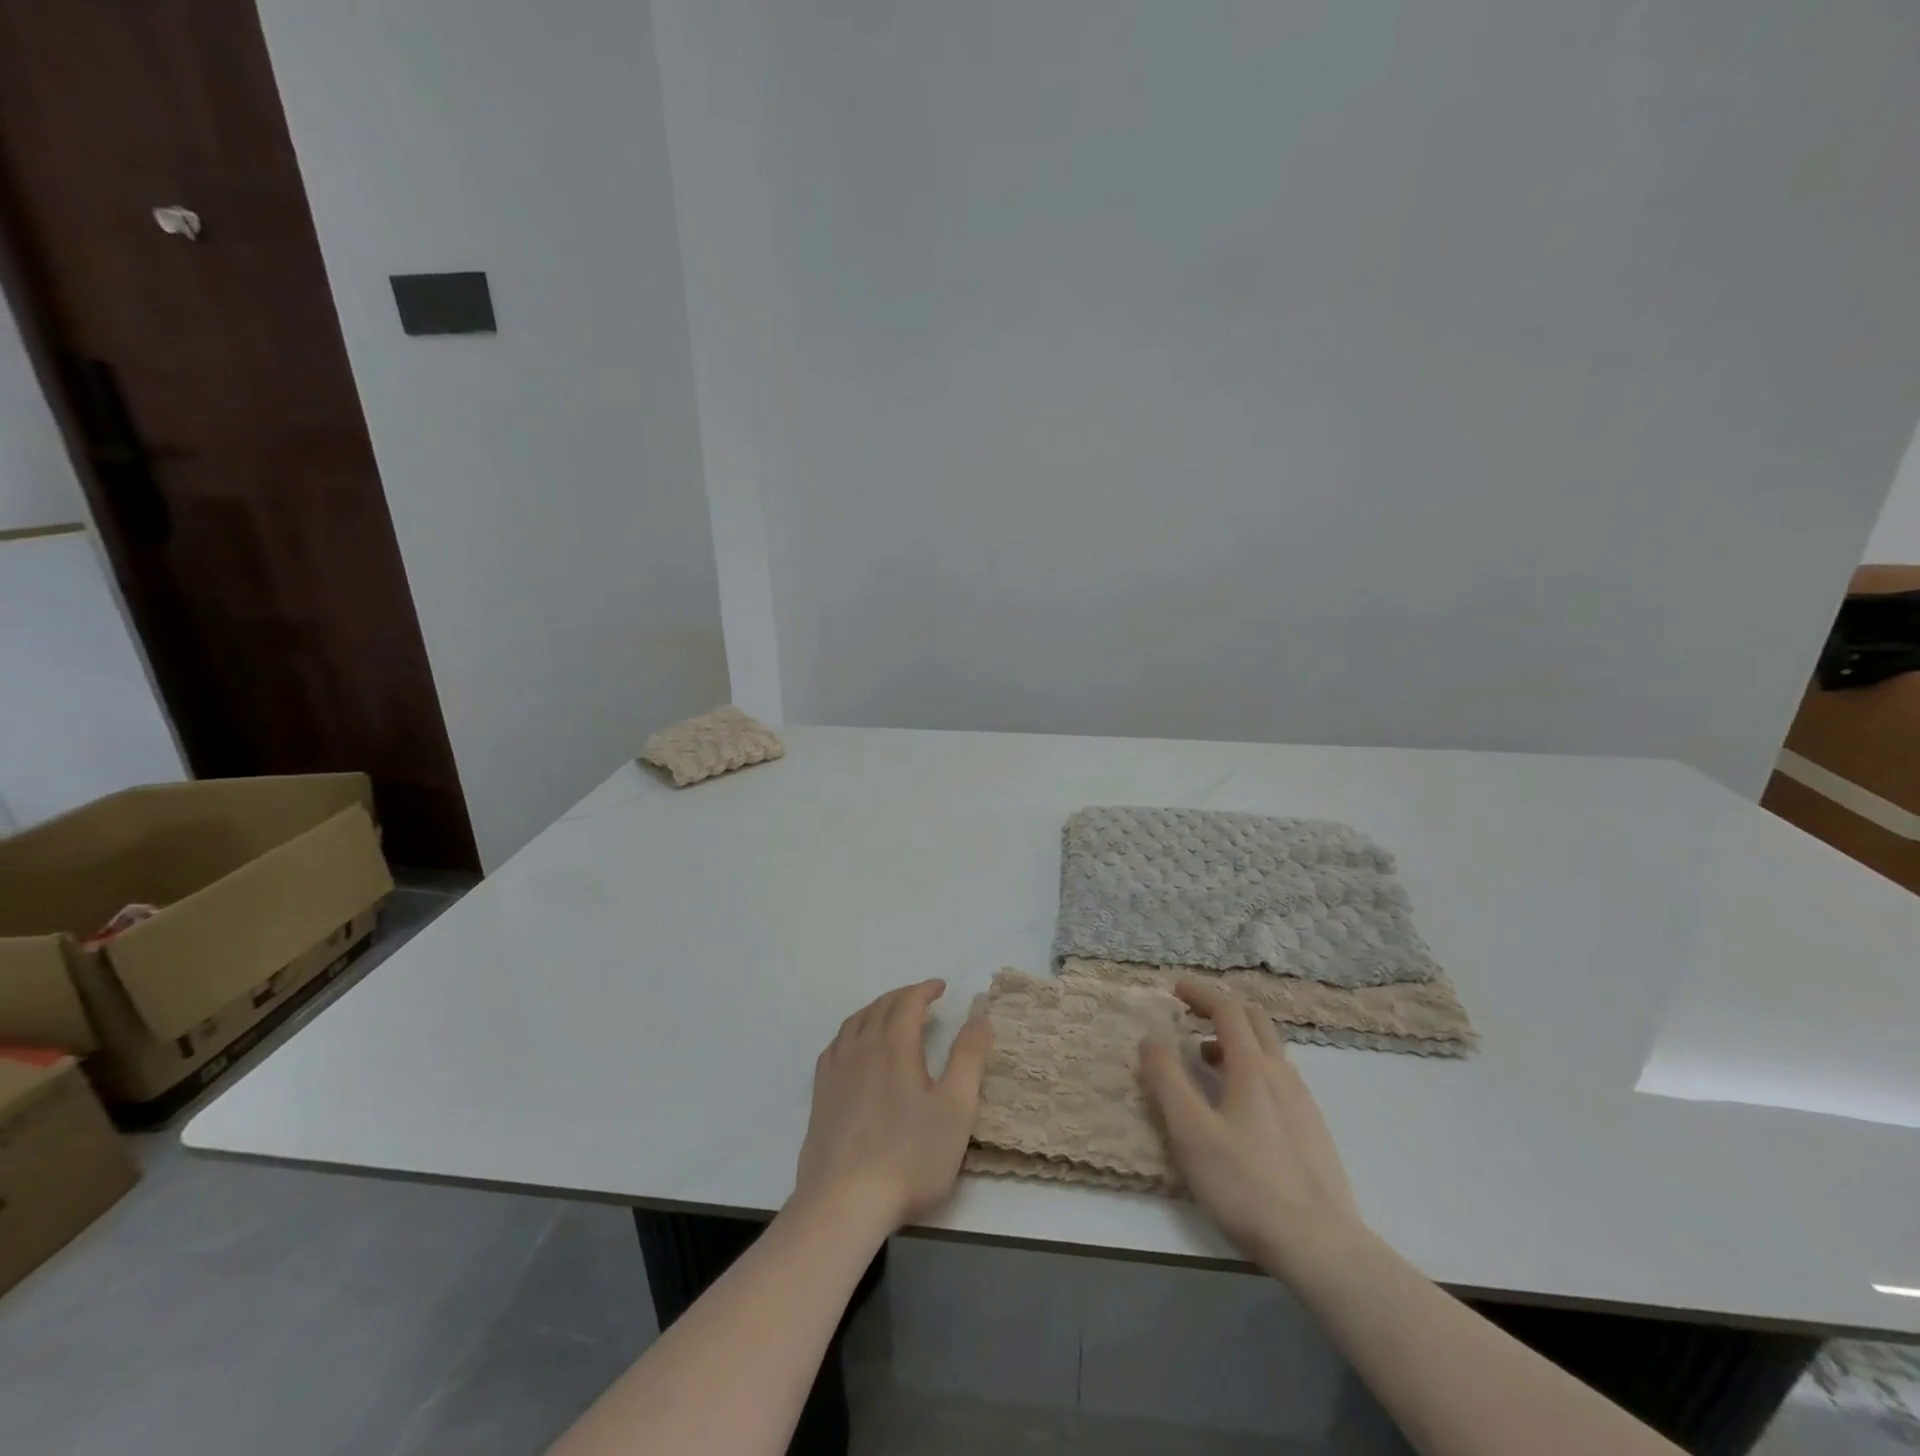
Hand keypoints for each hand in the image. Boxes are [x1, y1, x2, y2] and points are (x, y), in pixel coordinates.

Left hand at [793, 980, 992, 1231]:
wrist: (844, 1203)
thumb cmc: (909, 1156)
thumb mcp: (956, 1108)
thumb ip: (969, 1058)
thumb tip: (979, 1016)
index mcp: (894, 1045)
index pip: (908, 1002)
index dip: (925, 990)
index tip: (941, 988)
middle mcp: (861, 1048)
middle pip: (880, 1007)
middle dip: (903, 996)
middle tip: (922, 998)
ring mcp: (836, 1071)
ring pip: (855, 1022)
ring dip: (876, 1009)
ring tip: (891, 1014)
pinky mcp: (820, 1095)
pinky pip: (836, 1046)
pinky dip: (852, 1032)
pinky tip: (855, 1048)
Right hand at [1139, 980, 1363, 1277]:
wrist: (1322, 1248)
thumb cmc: (1247, 1185)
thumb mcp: (1192, 1133)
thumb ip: (1167, 1082)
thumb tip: (1150, 1040)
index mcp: (1253, 1067)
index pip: (1228, 1009)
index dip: (1200, 993)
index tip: (1175, 989)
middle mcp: (1282, 1074)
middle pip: (1255, 1021)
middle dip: (1221, 1009)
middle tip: (1191, 1016)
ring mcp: (1303, 1102)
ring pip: (1269, 1051)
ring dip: (1235, 1041)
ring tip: (1206, 1061)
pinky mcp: (1312, 1130)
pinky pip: (1279, 1078)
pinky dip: (1252, 1068)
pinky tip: (1239, 1105)